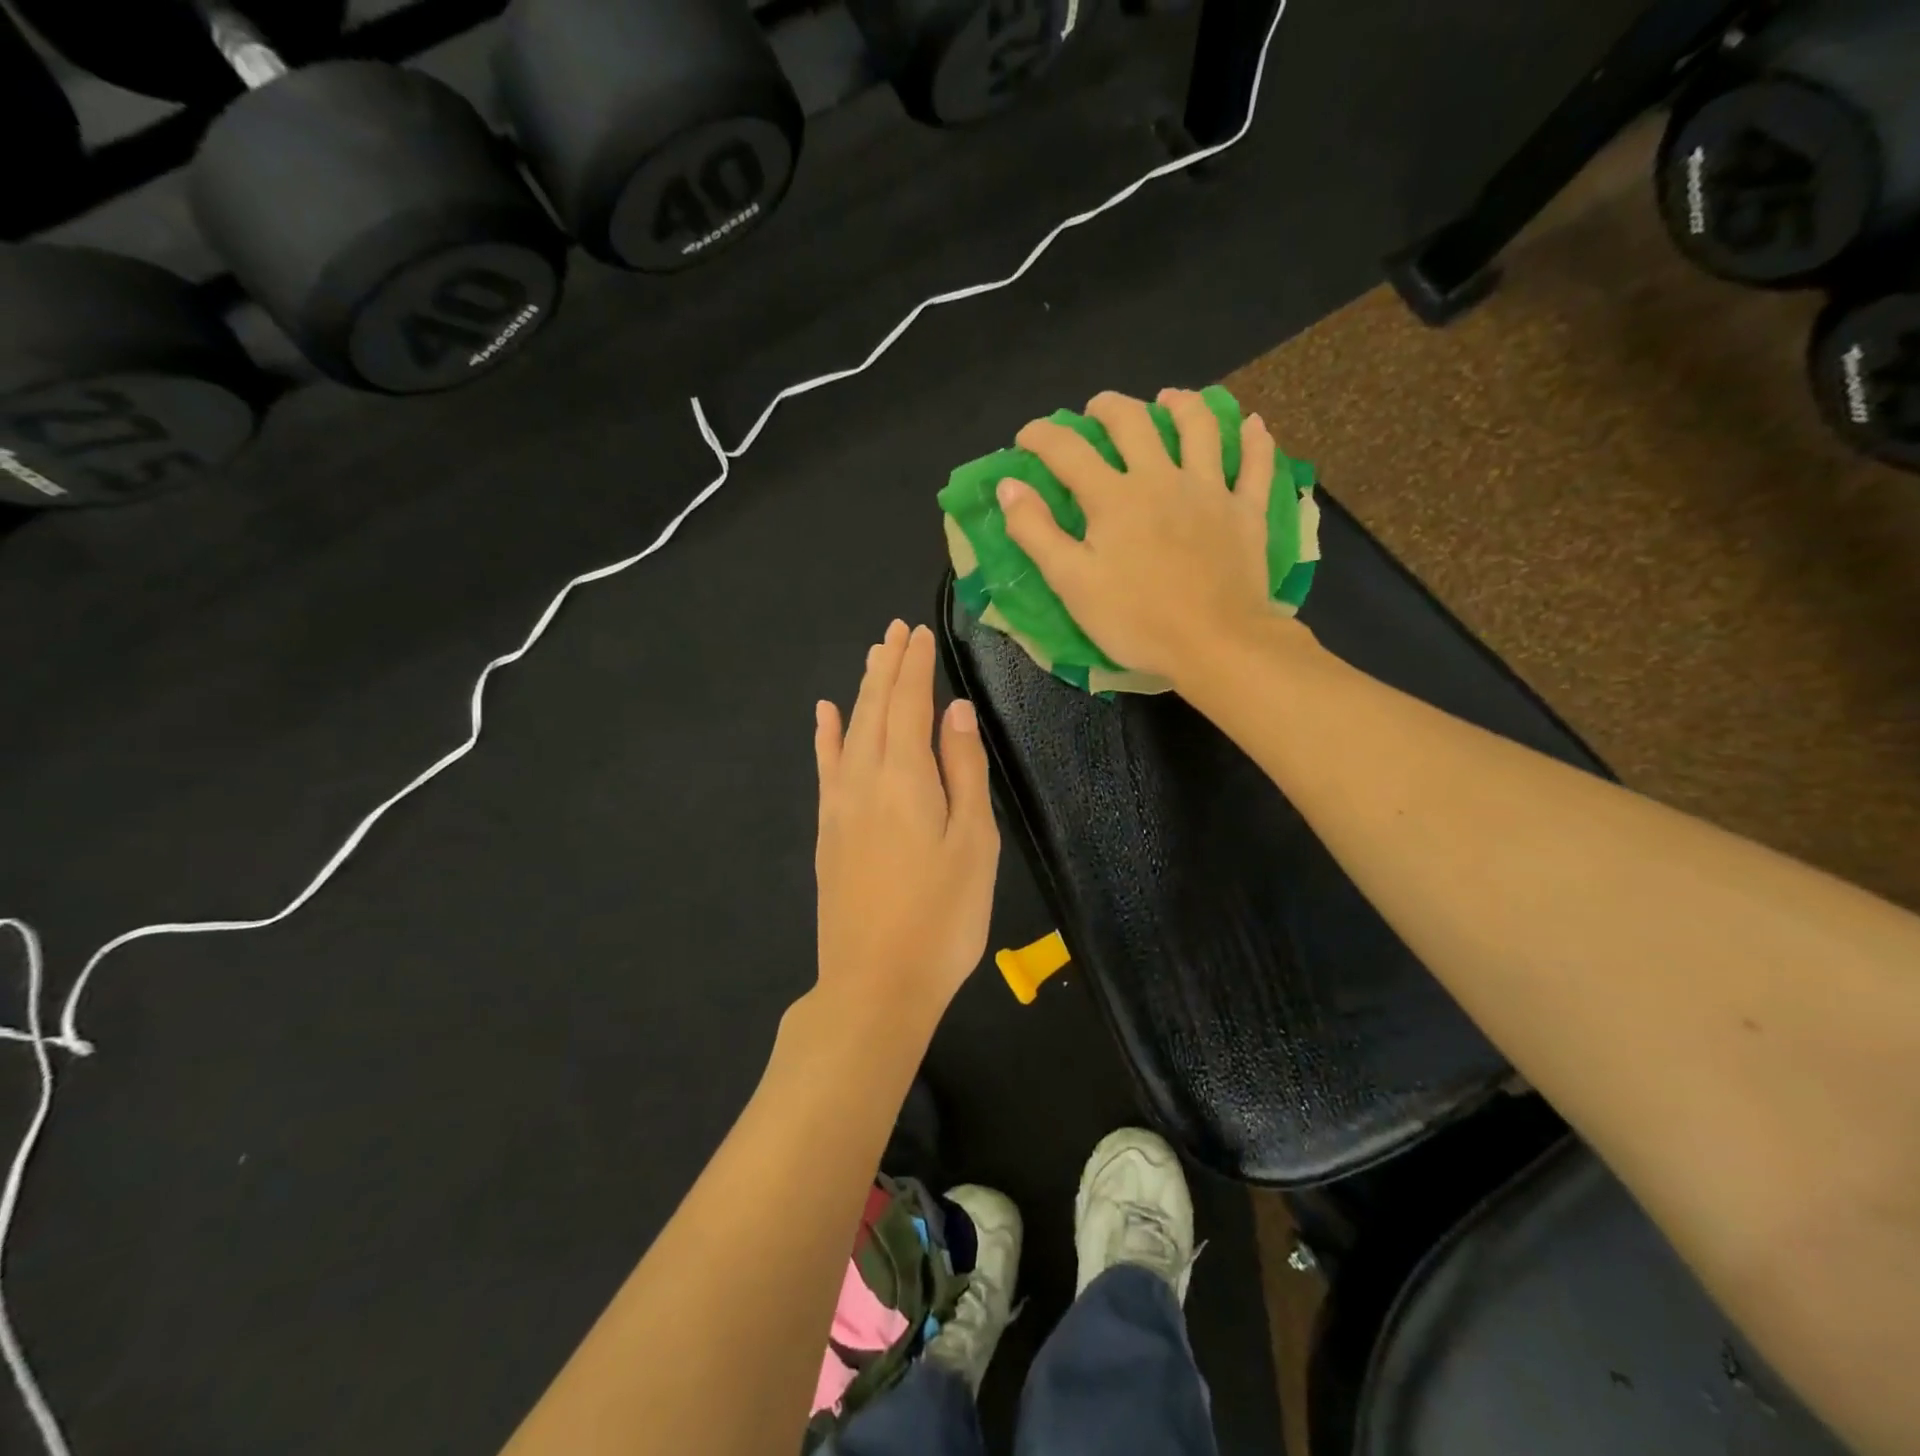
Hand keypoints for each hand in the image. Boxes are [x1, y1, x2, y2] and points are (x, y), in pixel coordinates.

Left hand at [813, 620, 999, 1026]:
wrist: (875, 984)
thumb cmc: (941, 917)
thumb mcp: (972, 843)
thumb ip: (963, 771)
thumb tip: (955, 711)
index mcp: (906, 777)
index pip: (909, 704)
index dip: (915, 666)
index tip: (919, 632)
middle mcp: (865, 779)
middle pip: (875, 708)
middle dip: (888, 666)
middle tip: (895, 630)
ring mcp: (839, 805)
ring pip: (850, 730)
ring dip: (862, 690)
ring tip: (872, 656)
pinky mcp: (827, 831)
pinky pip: (825, 767)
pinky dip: (826, 735)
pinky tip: (824, 714)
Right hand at [996, 389, 1288, 686]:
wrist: (1216, 643)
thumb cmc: (1136, 620)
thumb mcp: (1071, 583)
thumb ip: (1036, 532)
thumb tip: (1008, 485)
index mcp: (1114, 498)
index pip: (1068, 451)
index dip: (1042, 436)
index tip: (1026, 437)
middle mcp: (1161, 478)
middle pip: (1133, 423)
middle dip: (1108, 408)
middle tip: (1096, 409)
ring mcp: (1210, 491)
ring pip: (1199, 428)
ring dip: (1182, 405)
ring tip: (1169, 398)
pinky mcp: (1246, 512)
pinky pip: (1256, 465)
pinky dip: (1255, 441)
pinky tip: (1252, 425)